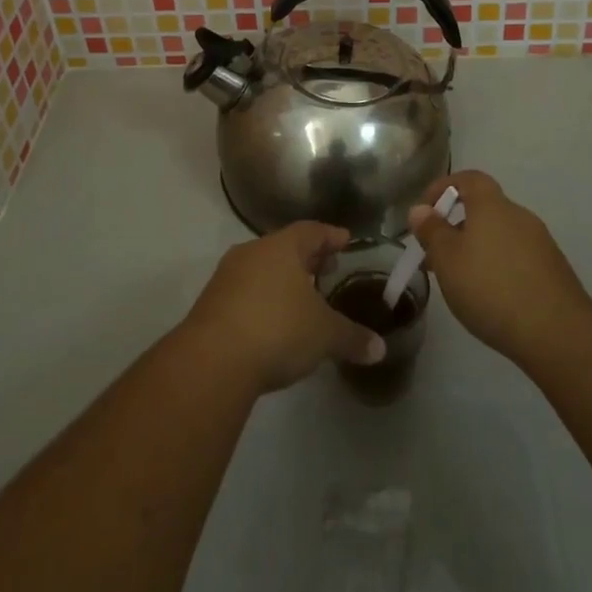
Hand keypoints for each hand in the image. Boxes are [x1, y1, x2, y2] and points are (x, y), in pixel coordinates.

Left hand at [180, 223, 386, 393]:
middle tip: (327, 268)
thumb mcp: (324, 335)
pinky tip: (273, 320)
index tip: (345, 240)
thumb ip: (353, 337)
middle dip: (307, 258)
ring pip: (262, 268)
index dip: (330, 236)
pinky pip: (245, 291)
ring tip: (301, 297)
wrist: (213, 360)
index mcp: (282, 247)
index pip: (312, 231)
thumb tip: (380, 349)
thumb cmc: (278, 330)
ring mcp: (227, 276)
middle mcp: (253, 252)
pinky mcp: (211, 303)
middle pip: (285, 247)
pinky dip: (263, 299)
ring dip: (282, 279)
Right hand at [408, 171, 591, 366]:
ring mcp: (540, 243)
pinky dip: (498, 266)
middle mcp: (519, 216)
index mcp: (492, 205)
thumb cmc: (491, 288)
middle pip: (484, 209)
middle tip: (436, 255)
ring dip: (476, 249)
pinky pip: (516, 257)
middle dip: (457, 226)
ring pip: (499, 235)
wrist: (558, 333)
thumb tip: (420, 210)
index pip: (469, 178)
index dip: (444, 187)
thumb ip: (432, 231)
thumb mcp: (447, 260)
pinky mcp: (553, 270)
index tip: (425, 211)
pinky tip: (490, 297)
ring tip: (459, 281)